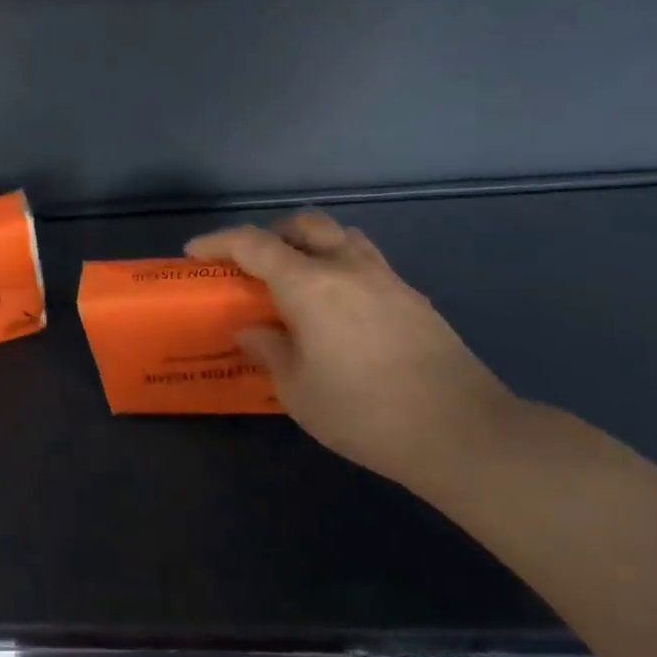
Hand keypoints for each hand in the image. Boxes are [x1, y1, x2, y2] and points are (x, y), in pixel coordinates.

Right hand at [186, 213, 523, 489]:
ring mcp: (387, 280)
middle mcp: (348, 268)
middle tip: (253, 265)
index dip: (219, 242)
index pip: (254, 244)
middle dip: (272, 234)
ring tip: (298, 282)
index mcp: (310, 285)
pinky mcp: (414, 299)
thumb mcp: (297, 390)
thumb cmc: (364, 412)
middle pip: (305, 224)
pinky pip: (368, 263)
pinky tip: (340, 311)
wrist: (461, 432)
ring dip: (312, 246)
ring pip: (342, 237)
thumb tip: (253, 330)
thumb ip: (269, 350)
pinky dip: (342, 269)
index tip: (195, 253)